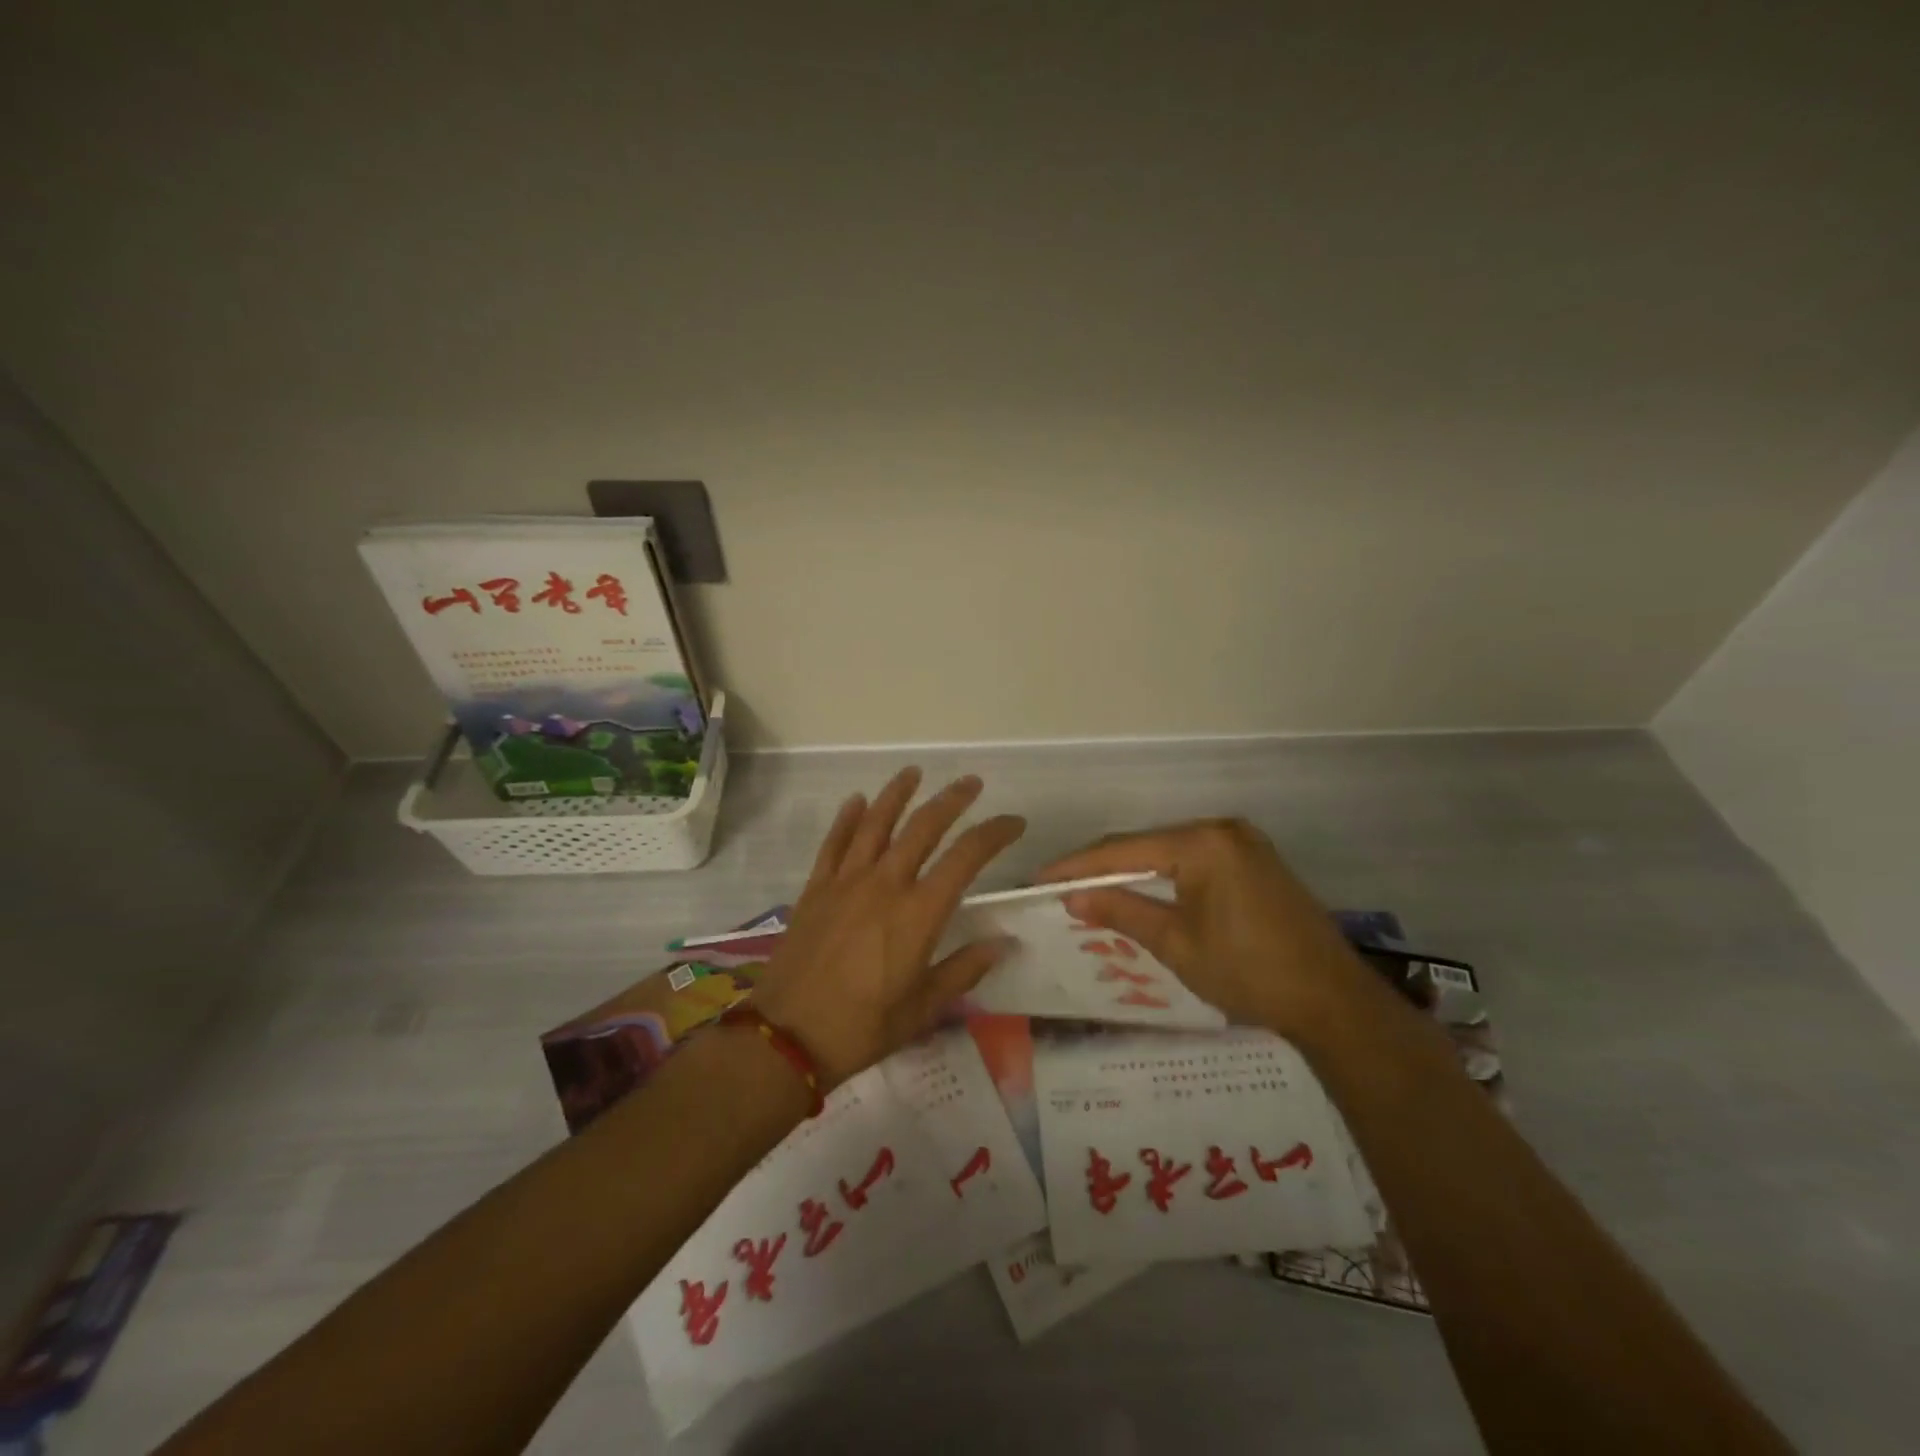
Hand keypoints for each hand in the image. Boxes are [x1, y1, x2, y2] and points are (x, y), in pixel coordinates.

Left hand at [753, 768, 1024, 1088]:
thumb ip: (964, 969)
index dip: (994, 833)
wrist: (786, 1035)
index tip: (1014, 822)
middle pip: (923, 826)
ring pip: (875, 823)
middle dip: (952, 800)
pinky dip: (847, 819)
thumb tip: (1003, 943)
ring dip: (897, 794)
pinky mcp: (815, 889)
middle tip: (971, 783)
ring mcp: (846, 882)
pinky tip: (856, 800)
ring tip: (913, 773)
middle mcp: (885, 884)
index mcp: (919, 912)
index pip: (967, 857)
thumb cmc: (862, 1027)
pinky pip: (834, 843)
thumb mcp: (924, 1008)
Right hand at [1037, 818, 1374, 1040]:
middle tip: (1062, 887)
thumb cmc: (1249, 972)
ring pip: (1170, 851)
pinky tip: (1143, 892)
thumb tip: (1074, 897)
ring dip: (1133, 871)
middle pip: (1146, 844)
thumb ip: (1122, 912)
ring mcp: (1243, 843)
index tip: (1040, 879)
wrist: (1333, 1001)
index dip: (1078, 866)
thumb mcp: (1177, 944)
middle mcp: (1222, 830)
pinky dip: (1165, 876)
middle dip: (1103, 867)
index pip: (1124, 849)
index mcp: (1202, 843)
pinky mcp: (1255, 861)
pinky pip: (1195, 861)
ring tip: (1093, 890)